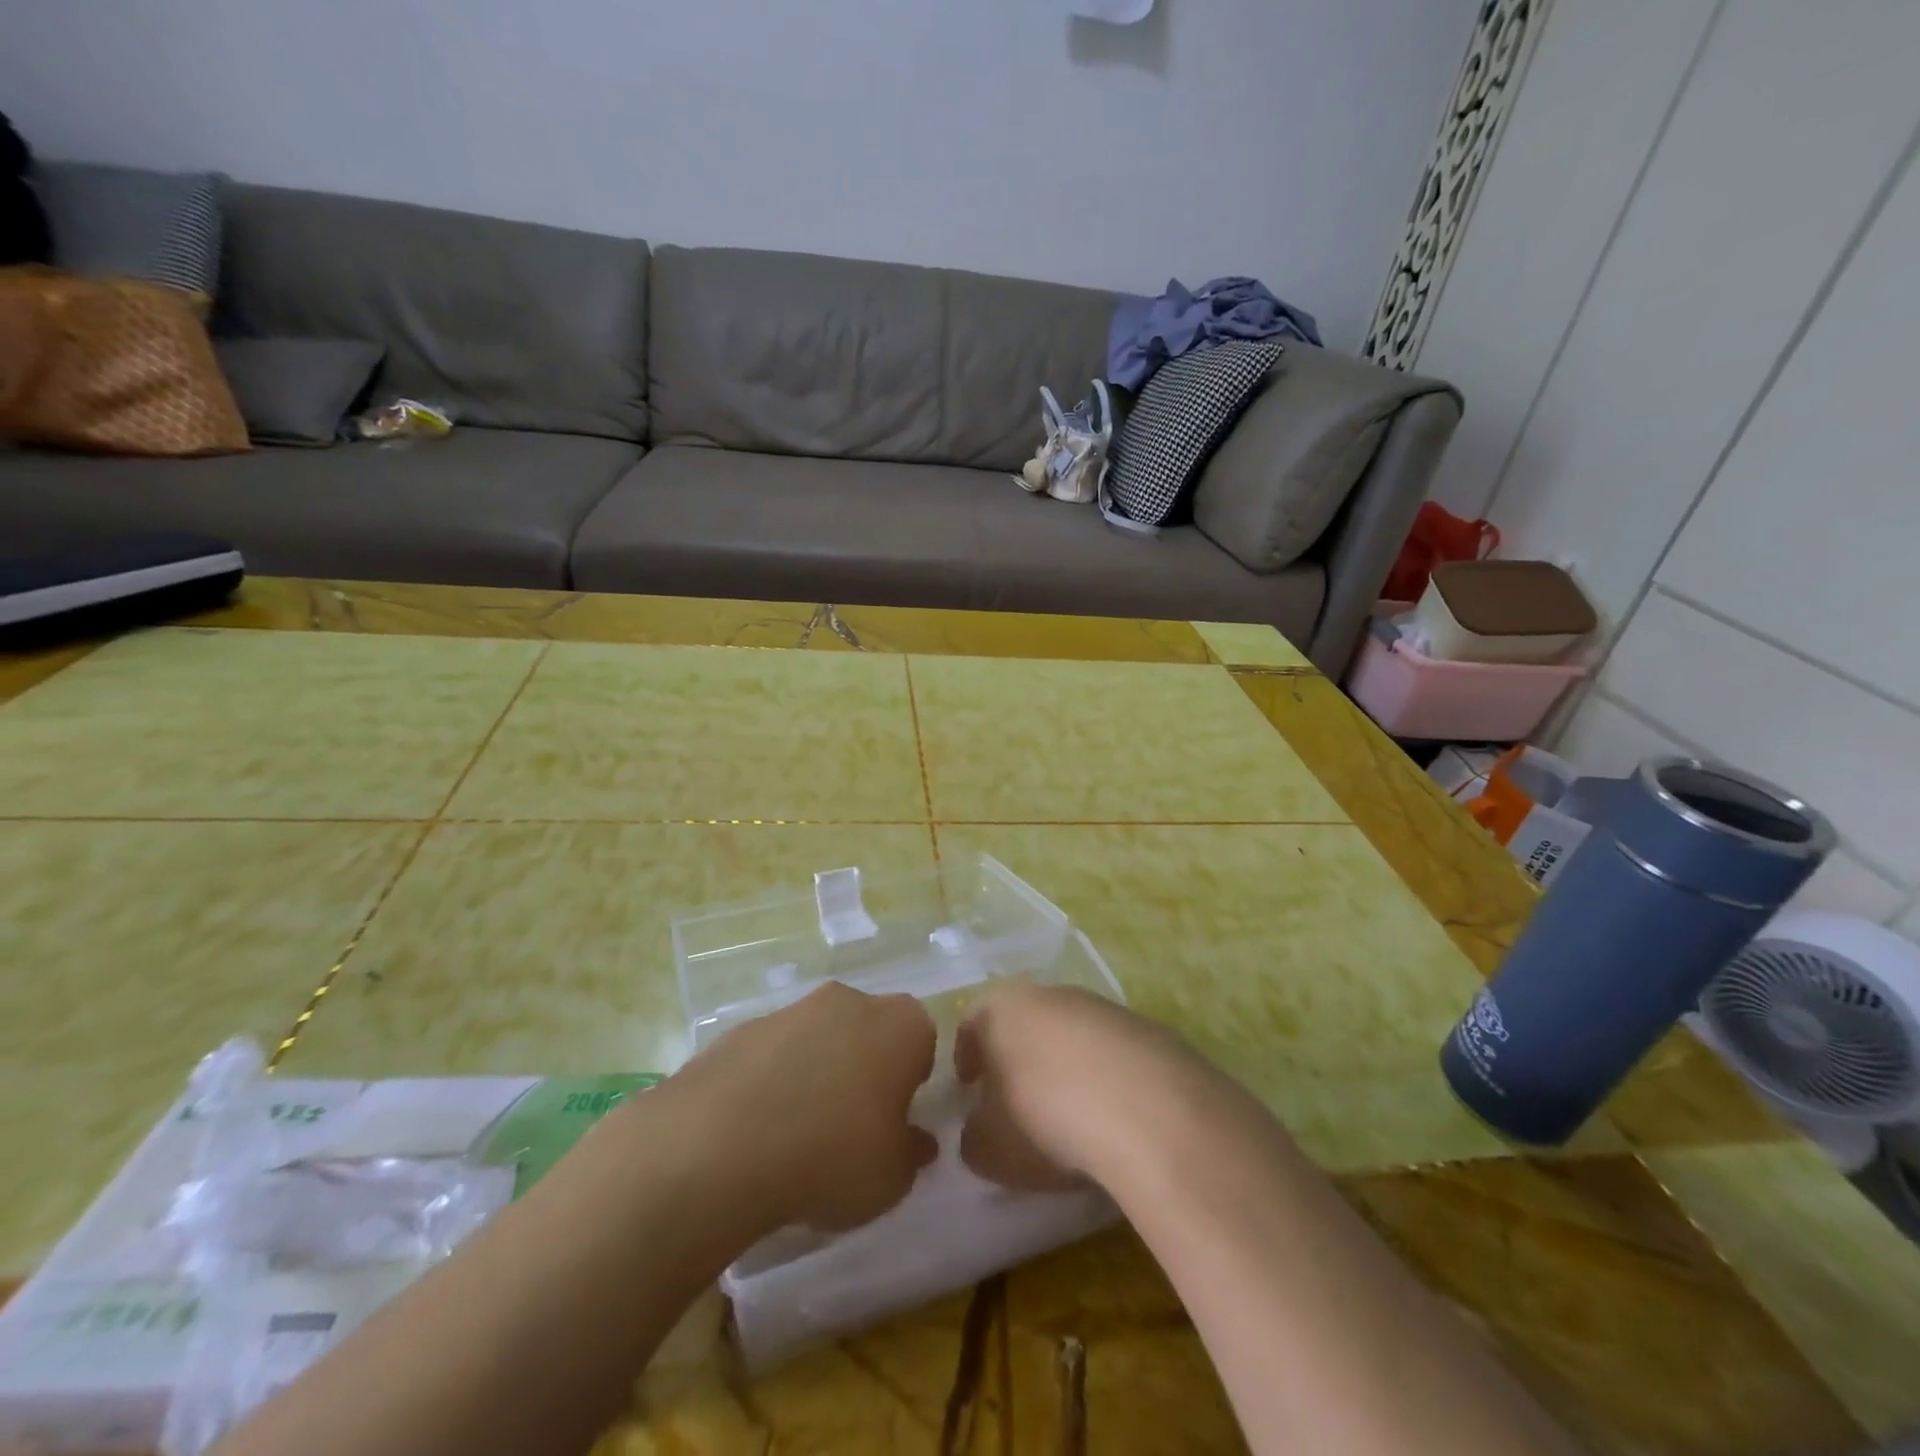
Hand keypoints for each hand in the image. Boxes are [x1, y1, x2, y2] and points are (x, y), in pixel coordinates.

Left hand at [676, 982, 938, 1232]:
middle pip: (869, 1030)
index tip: (895, 1120)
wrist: (721, 1146)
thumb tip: (916, 1141)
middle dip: (864, 1068)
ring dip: (816, 1072)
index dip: (911, 1080)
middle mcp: (850, 1001)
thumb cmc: (831, 1156)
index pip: (921, 1040)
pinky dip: (771, 1081)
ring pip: (819, 1037)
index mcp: (900, 1025)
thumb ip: (911, 1153)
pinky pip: (772, 1054)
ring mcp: (792, 1009)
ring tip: (797, 1135)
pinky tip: (756, 1130)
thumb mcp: (892, 1178)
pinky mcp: (742, 1027)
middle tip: (851, 1126)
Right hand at [956, 980, 1213, 1191]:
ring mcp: (1102, 1007)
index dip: (966, 1057)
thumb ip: (974, 1136)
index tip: (969, 1088)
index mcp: (1002, 1008)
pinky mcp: (1147, 1029)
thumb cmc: (1045, 1119)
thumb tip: (981, 1131)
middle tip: (1016, 1101)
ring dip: (1065, 1067)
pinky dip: (1107, 1079)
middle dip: (1018, 1058)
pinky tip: (1114, 1118)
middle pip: (1024, 1023)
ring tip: (1070, 1115)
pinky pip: (1113, 1054)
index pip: (971, 1023)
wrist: (1147, 1110)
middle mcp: (1050, 994)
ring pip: (1071, 1035)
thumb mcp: (989, 1148)